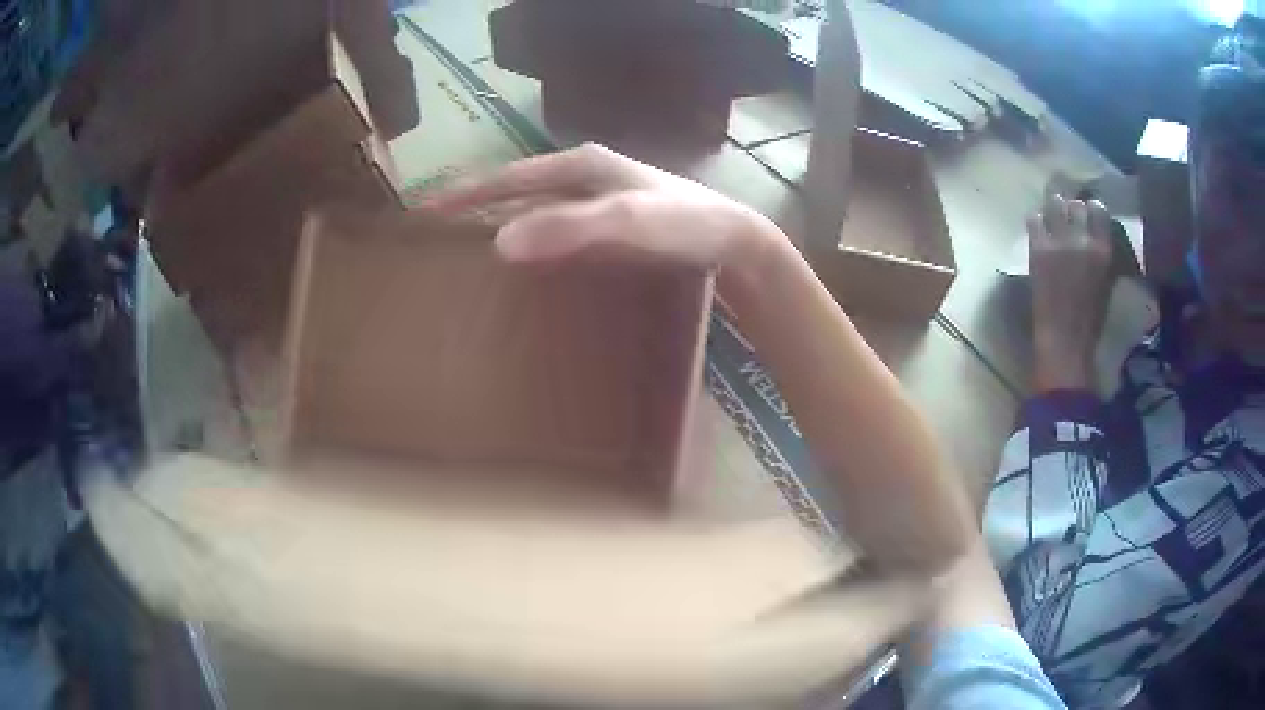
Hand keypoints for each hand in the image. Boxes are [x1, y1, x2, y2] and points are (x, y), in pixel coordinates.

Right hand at [420, 143, 777, 277]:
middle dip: (478, 209)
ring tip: (470, 257)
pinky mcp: (612, 227)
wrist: (736, 243)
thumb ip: (570, 228)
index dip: (466, 194)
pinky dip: (535, 244)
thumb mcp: (629, 221)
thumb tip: (501, 243)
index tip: (424, 214)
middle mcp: (585, 178)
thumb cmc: (685, 225)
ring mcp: (599, 202)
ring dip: (504, 227)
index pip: (509, 176)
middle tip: (439, 239)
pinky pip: (559, 232)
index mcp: (582, 166)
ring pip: (538, 211)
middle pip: (518, 190)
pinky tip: (528, 269)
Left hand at [1030, 194, 1114, 391]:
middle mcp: (1082, 238)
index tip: (1086, 215)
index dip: (1090, 209)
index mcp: (1103, 248)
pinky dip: (1037, 221)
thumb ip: (1101, 252)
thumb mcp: (1107, 280)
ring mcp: (1059, 240)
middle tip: (1067, 219)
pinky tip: (1039, 232)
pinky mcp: (1039, 247)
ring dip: (1054, 210)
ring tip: (1053, 221)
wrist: (1065, 339)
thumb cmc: (1090, 319)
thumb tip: (1094, 232)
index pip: (1098, 209)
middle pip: (1075, 203)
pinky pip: (1034, 218)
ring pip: (1054, 203)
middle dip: (1071, 209)